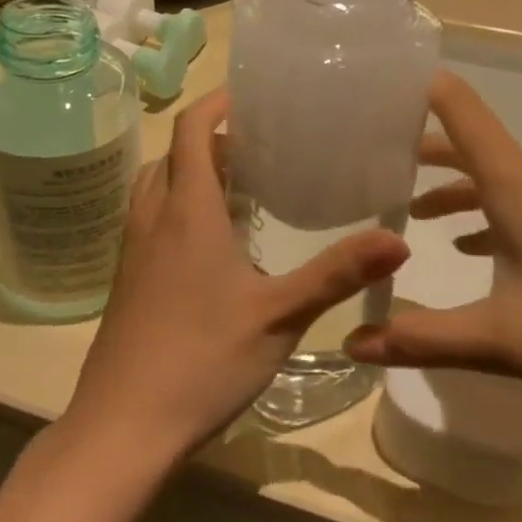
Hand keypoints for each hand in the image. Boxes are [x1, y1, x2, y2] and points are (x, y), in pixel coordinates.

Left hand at [58, 88, 410, 469]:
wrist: (123, 426)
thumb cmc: (202, 361)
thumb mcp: (279, 316)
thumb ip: (337, 274)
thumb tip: (398, 240)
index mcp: (187, 212)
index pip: (190, 131)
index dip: (215, 103)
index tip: (249, 95)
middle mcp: (152, 220)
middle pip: (171, 155)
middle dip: (209, 140)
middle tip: (257, 149)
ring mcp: (132, 252)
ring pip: (156, 187)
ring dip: (189, 174)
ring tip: (238, 191)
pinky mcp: (126, 282)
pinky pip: (149, 221)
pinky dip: (176, 209)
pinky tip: (212, 248)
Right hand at [342, 71, 521, 410]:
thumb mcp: (506, 340)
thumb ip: (424, 338)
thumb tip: (352, 345)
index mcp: (516, 182)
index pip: (457, 108)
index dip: (416, 90)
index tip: (371, 91)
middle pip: (471, 144)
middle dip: (421, 152)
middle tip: (370, 164)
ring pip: (499, 177)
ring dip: (456, 188)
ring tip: (413, 214)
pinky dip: (491, 212)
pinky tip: (476, 250)